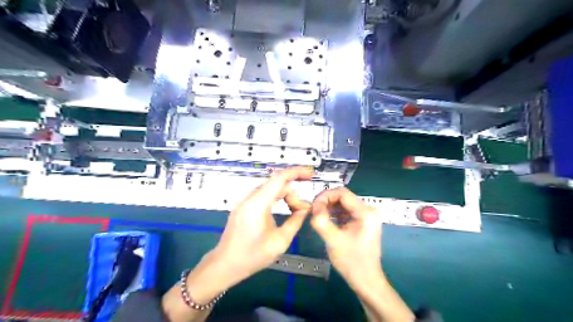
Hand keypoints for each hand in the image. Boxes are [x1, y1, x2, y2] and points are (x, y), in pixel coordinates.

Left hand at [213, 168, 314, 284]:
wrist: (225, 264)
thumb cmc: (252, 256)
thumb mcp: (280, 241)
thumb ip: (295, 221)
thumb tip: (305, 208)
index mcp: (258, 204)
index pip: (280, 178)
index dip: (297, 172)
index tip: (311, 174)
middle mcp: (250, 197)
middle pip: (277, 183)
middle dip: (293, 193)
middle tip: (301, 210)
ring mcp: (245, 200)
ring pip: (271, 188)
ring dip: (285, 196)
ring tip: (294, 211)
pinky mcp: (243, 204)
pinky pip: (264, 194)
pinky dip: (276, 198)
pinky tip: (283, 208)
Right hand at [311, 188, 381, 287]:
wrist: (366, 281)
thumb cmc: (351, 261)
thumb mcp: (333, 240)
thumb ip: (321, 221)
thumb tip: (313, 206)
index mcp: (365, 212)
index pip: (342, 193)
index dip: (325, 196)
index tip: (313, 205)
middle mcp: (368, 210)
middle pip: (343, 197)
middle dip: (326, 202)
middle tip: (313, 211)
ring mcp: (366, 216)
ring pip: (344, 204)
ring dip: (330, 207)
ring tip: (318, 216)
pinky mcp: (363, 222)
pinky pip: (346, 212)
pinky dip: (335, 214)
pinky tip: (326, 220)